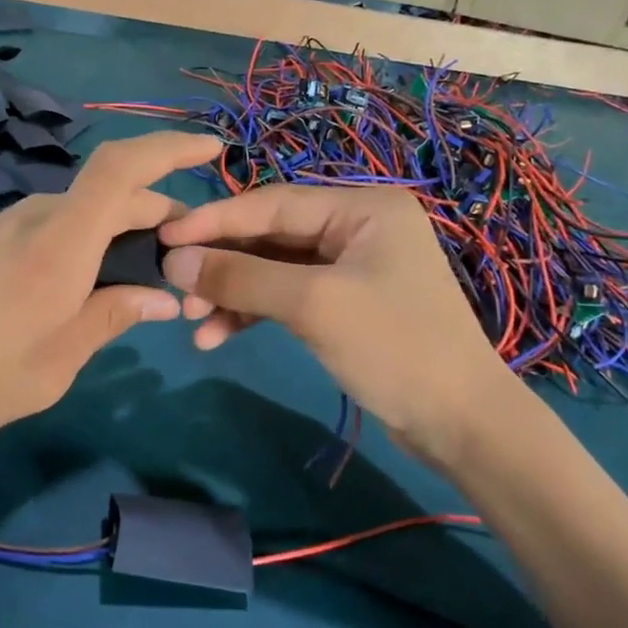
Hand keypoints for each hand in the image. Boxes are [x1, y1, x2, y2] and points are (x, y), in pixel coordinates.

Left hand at [0, 131, 220, 479]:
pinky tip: (69, 295)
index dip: (171, 147)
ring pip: (75, 216)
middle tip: (180, 267)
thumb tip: (161, 296)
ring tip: (129, 289)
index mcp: (59, 243)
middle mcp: (30, 218)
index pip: (124, 168)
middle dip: (156, 218)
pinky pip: (41, 232)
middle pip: (108, 196)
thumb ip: (108, 320)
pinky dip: (74, 248)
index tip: (211, 148)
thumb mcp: (49, 368)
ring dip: (113, 237)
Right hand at [158, 185, 522, 464]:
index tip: (164, 237)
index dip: (215, 220)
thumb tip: (174, 260)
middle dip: (223, 264)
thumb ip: (241, 277)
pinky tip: (219, 335)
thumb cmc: (395, 347)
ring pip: (275, 268)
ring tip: (192, 321)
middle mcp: (357, 225)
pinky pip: (289, 295)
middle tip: (175, 288)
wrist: (462, 425)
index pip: (273, 202)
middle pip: (271, 235)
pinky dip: (255, 312)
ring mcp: (352, 265)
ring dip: (233, 292)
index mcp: (362, 206)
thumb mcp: (313, 305)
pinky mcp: (346, 302)